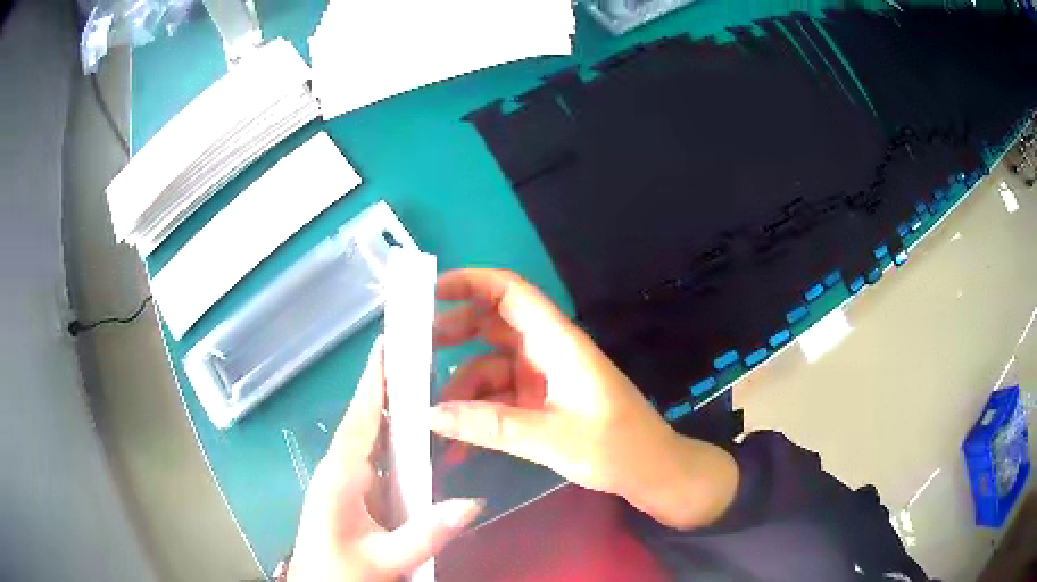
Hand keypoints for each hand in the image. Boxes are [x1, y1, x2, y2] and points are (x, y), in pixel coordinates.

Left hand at [289, 338, 481, 580]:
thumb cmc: (341, 572)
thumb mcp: (386, 559)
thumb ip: (428, 533)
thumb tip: (475, 501)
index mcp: (340, 476)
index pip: (361, 418)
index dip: (374, 382)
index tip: (388, 344)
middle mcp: (339, 469)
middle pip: (365, 420)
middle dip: (388, 387)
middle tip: (419, 356)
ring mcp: (344, 481)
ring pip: (370, 438)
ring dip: (392, 411)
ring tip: (422, 384)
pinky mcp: (352, 493)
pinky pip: (376, 459)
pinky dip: (394, 441)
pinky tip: (416, 436)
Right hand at [431, 269, 738, 529]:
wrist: (652, 472)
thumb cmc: (616, 447)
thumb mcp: (551, 438)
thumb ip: (490, 425)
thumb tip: (431, 415)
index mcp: (557, 342)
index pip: (511, 292)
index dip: (471, 282)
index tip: (428, 292)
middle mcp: (547, 352)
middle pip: (491, 326)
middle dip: (452, 336)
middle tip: (411, 354)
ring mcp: (543, 378)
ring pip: (489, 368)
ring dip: (461, 390)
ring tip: (431, 420)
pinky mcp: (541, 402)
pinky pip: (499, 399)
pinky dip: (478, 415)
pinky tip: (458, 446)